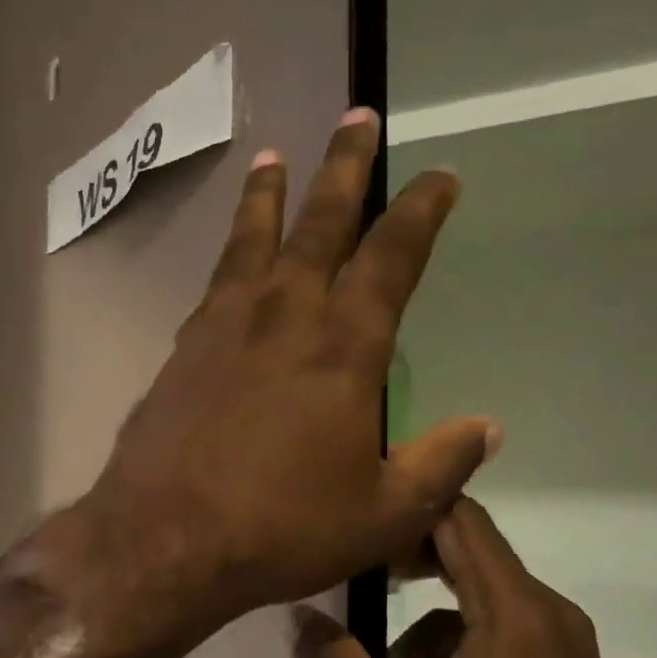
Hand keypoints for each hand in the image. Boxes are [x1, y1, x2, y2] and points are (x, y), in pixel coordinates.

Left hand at [69, 109, 496, 647]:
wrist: (166, 539)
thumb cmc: (281, 529)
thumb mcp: (382, 514)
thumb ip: (439, 465)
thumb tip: (489, 427)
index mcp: (342, 348)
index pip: (391, 258)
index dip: (420, 212)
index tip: (439, 176)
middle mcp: (283, 318)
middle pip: (319, 225)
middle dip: (343, 168)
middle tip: (354, 119)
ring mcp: (223, 329)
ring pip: (252, 242)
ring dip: (268, 196)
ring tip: (273, 158)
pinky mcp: (181, 352)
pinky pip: (213, 285)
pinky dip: (228, 258)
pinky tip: (230, 260)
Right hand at [294, 498, 656, 657]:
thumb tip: (299, 616)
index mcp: (516, 613)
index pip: (459, 518)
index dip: (404, 506)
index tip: (352, 518)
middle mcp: (548, 616)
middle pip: (465, 557)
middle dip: (403, 572)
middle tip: (350, 592)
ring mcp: (561, 651)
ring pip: (471, 611)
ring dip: (421, 641)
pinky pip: (494, 642)